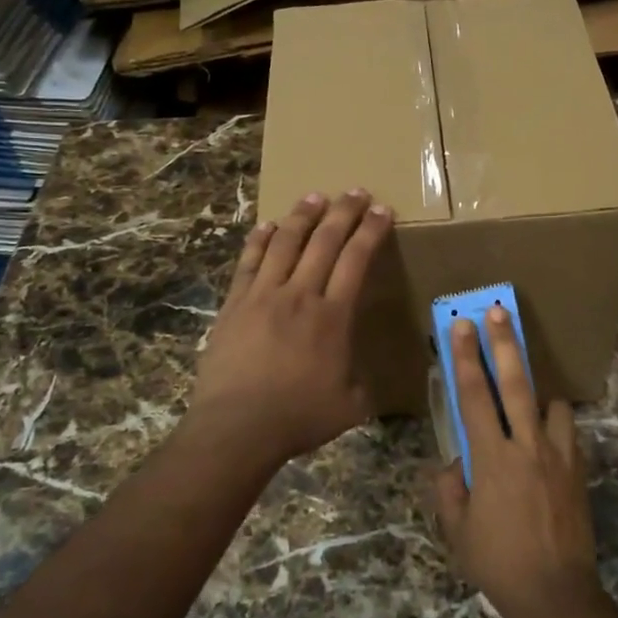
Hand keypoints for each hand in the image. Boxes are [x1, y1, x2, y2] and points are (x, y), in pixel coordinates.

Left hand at [190, 188, 392, 465]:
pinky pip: (249, 262)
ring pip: (286, 242)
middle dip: (344, 212)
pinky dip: (260, 240)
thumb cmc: (297, 417)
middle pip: (325, 241)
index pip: (357, 260)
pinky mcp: (235, 304)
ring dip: (303, 216)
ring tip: (315, 196)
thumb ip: (361, 386)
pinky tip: (268, 225)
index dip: (371, 232)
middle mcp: (300, 295)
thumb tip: (365, 381)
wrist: (237, 426)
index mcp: (333, 316)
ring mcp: (263, 295)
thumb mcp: (349, 406)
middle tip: (356, 192)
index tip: (382, 211)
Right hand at [431, 306, 605, 617]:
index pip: (474, 396)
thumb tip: (453, 463)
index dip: (466, 357)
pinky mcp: (579, 470)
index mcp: (492, 458)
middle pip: (516, 383)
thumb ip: (450, 489)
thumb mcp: (458, 530)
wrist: (557, 594)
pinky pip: (566, 432)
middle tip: (498, 311)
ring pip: (551, 403)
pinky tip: (544, 438)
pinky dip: (553, 425)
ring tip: (526, 395)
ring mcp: (559, 456)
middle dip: (505, 343)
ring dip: (536, 392)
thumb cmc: (498, 563)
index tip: (461, 325)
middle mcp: (527, 446)